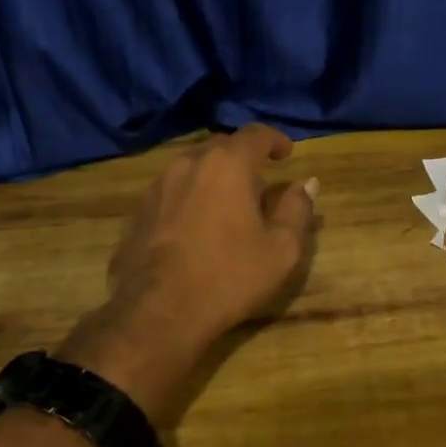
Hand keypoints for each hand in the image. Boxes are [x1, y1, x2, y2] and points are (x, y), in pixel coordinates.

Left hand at [61, 124, 317, 427]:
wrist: (158, 313)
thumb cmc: (229, 277)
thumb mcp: (281, 249)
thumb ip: (297, 209)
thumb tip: (307, 183)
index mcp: (227, 164)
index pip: (255, 134)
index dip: (275, 140)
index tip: (287, 154)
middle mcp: (188, 163)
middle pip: (221, 146)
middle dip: (243, 158)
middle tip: (260, 183)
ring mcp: (157, 186)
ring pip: (192, 168)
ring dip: (214, 177)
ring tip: (228, 204)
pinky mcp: (138, 211)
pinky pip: (172, 192)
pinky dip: (190, 197)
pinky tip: (196, 226)